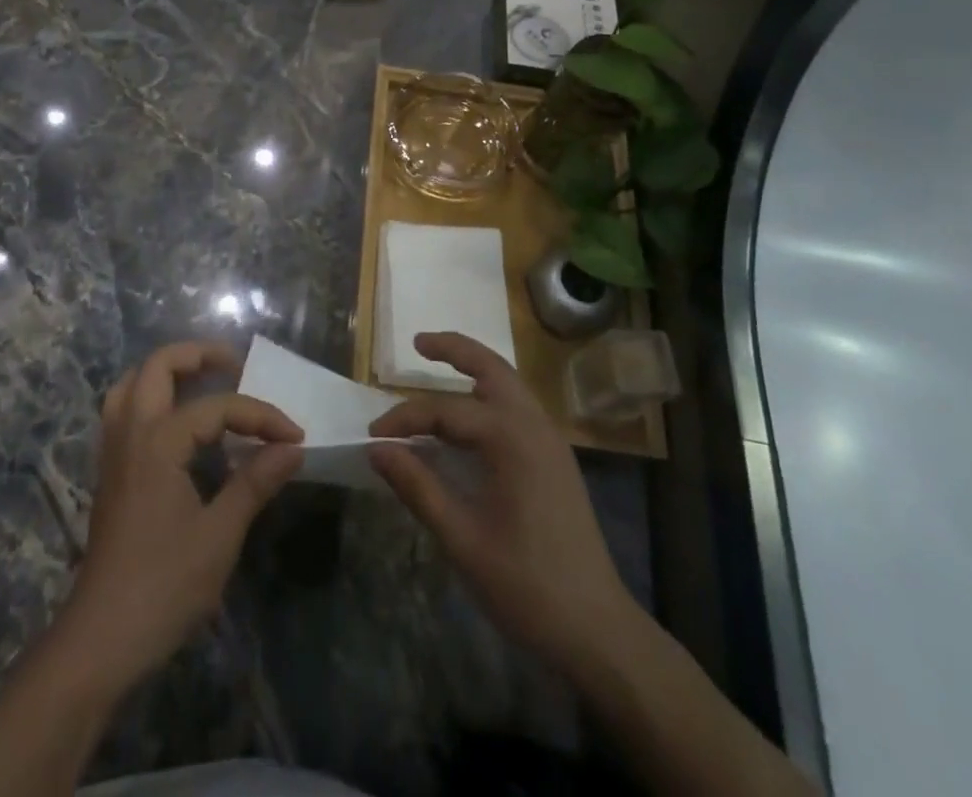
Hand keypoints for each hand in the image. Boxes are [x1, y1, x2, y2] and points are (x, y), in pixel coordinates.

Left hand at [57, 341, 302, 690]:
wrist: (100, 640)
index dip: (260, 416)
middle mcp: (131, 433)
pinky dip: (150, 397)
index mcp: (158, 442)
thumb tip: (292, 448)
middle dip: (198, 355)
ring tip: (203, 380)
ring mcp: (114, 452)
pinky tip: (176, 422)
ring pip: (131, 383)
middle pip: (157, 366)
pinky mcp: (109, 472)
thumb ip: (254, 483)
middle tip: (235, 365)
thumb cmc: (164, 586)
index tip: (295, 436)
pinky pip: (124, 411)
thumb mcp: (219, 536)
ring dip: (167, 372)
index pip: (217, 407)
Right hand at [368, 332, 637, 678]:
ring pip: (509, 382)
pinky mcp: (556, 458)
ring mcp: (550, 440)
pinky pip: (518, 406)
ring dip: (474, 367)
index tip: (373, 437)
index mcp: (511, 439)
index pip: (445, 411)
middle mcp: (534, 425)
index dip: (404, 419)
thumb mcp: (461, 539)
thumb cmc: (526, 585)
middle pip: (491, 367)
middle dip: (454, 349)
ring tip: (439, 364)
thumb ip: (417, 487)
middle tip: (418, 342)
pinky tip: (470, 415)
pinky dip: (490, 393)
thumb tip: (377, 449)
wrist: (598, 629)